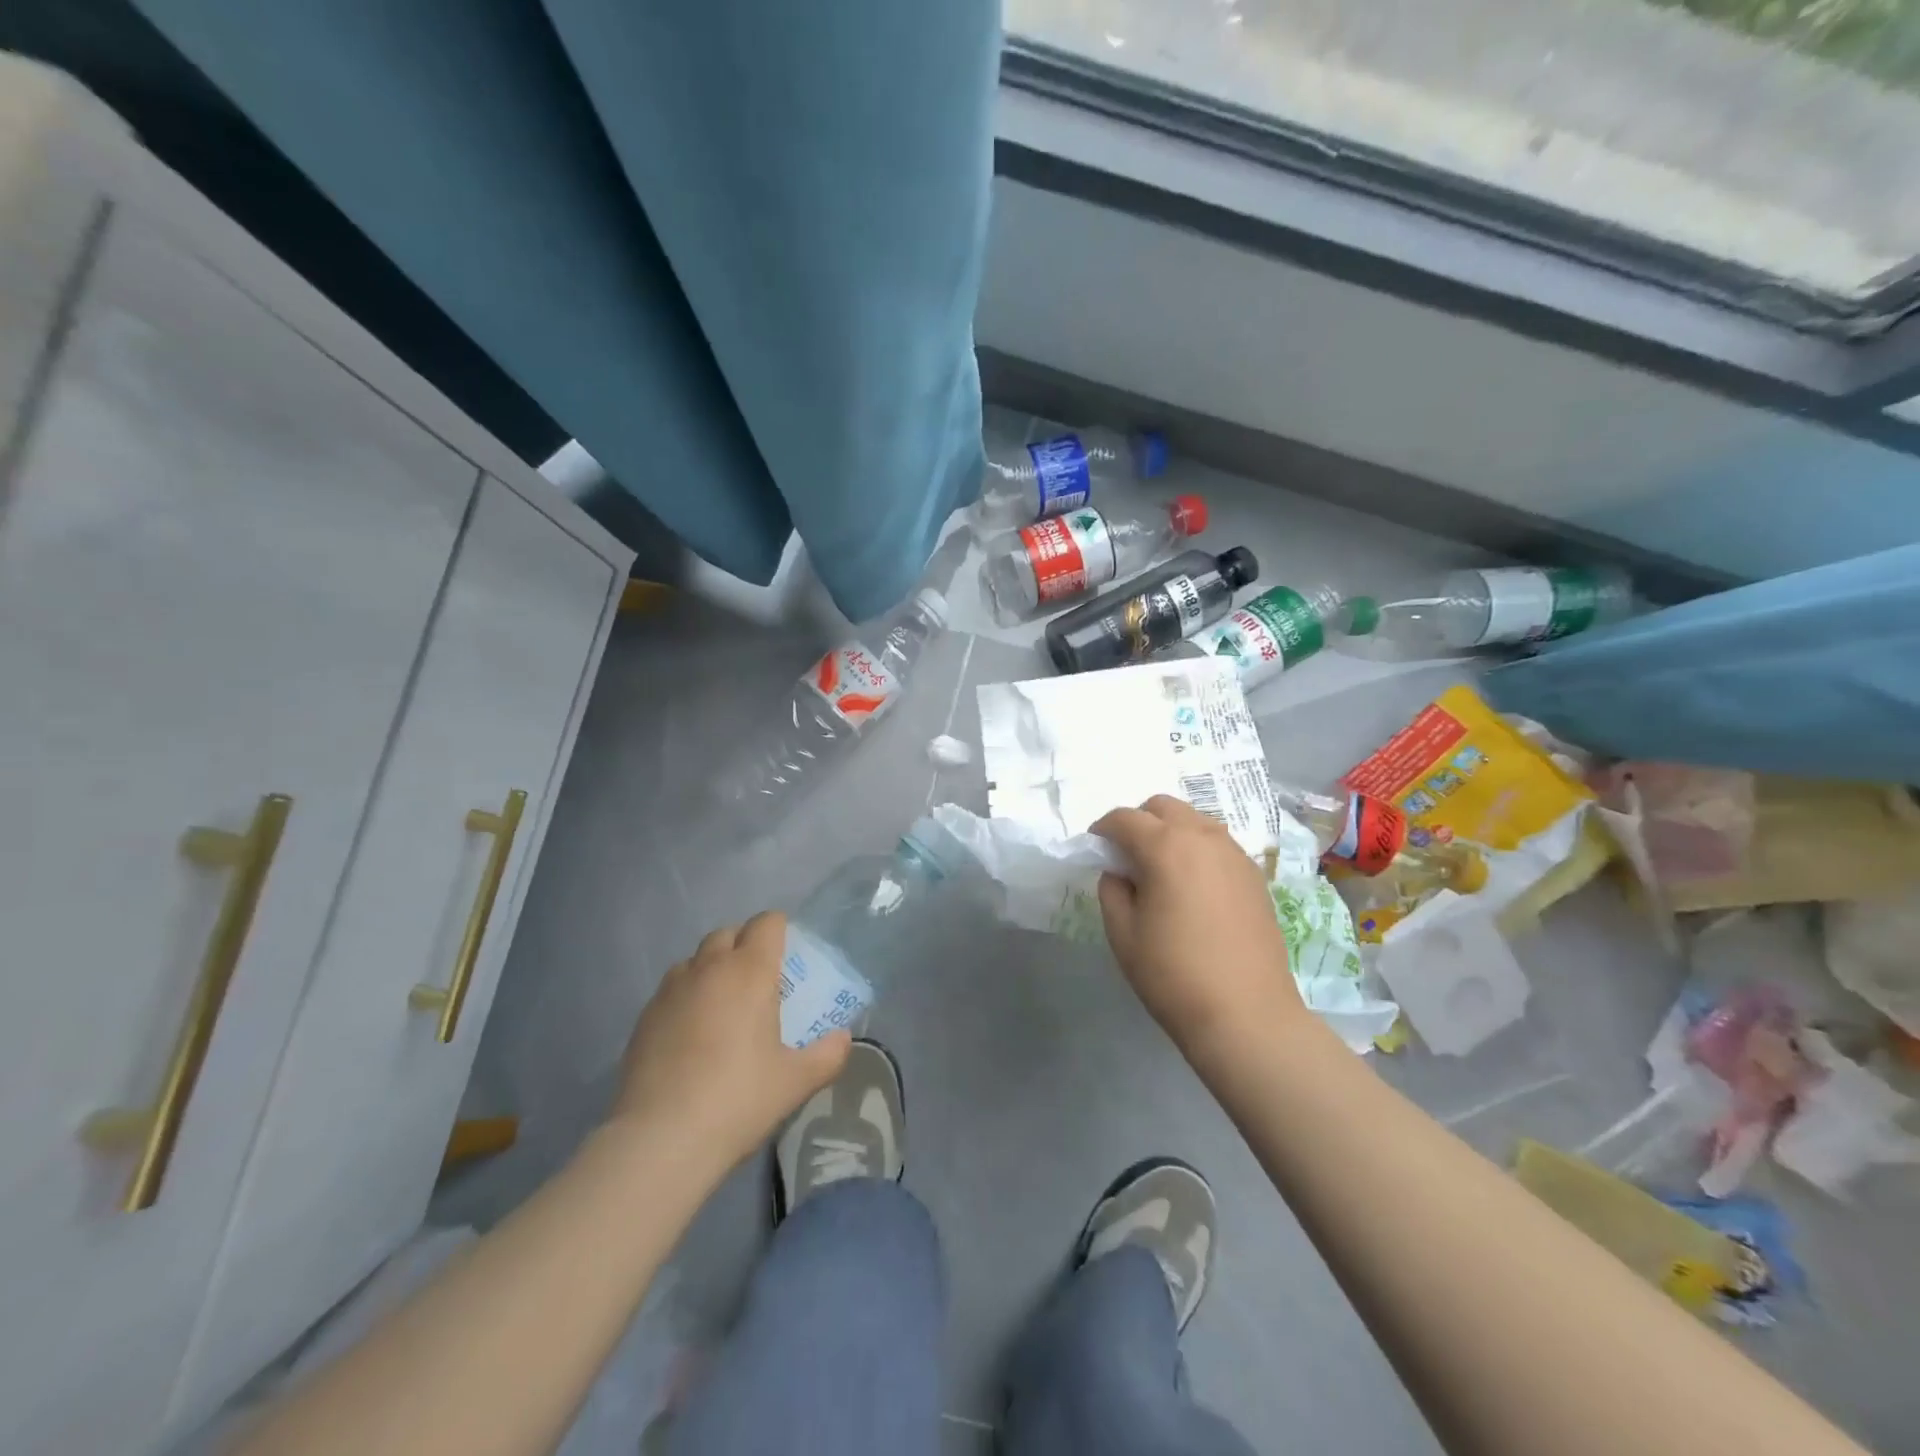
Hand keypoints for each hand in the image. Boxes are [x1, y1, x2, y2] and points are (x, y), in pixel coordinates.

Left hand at [608, 911, 850, 1172]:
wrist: (659, 1139)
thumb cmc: (738, 1100)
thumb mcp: (796, 1082)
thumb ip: (828, 1055)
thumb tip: (843, 1038)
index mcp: (749, 972)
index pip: (766, 923)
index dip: (780, 930)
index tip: (789, 957)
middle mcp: (708, 968)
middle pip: (728, 933)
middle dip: (745, 946)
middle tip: (760, 982)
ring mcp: (671, 990)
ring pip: (696, 959)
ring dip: (713, 969)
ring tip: (724, 1007)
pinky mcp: (644, 1016)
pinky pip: (672, 989)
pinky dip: (687, 997)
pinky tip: (692, 1035)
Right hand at [1093, 795, 1306, 1058]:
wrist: (1246, 1015)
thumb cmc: (1173, 974)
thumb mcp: (1122, 934)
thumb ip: (1112, 890)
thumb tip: (1121, 873)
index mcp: (1166, 846)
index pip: (1125, 818)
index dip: (1103, 829)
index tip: (1095, 848)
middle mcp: (1203, 837)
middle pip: (1163, 806)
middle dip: (1139, 821)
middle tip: (1128, 855)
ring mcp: (1235, 854)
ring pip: (1195, 820)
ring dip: (1171, 831)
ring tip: (1161, 868)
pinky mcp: (1255, 875)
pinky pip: (1218, 843)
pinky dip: (1198, 848)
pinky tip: (1193, 885)